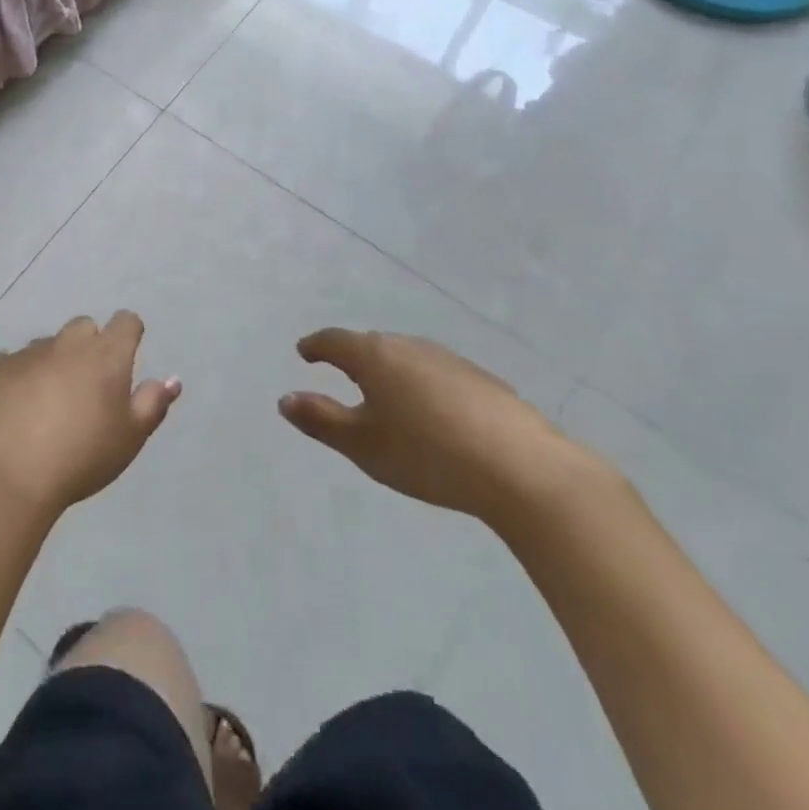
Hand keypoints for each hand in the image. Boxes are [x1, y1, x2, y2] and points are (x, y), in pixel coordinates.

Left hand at [0, 312, 180, 520]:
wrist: (8, 471)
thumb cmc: (81, 456)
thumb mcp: (129, 438)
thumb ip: (152, 404)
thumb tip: (172, 379)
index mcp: (106, 355)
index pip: (126, 322)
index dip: (129, 335)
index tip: (127, 358)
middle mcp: (68, 343)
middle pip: (85, 327)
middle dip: (90, 346)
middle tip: (88, 385)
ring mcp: (30, 352)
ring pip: (49, 344)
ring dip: (54, 361)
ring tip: (49, 400)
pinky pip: (14, 361)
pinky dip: (21, 375)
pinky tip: (17, 405)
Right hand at [279, 329, 599, 526]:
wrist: (523, 469)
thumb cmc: (427, 454)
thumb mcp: (363, 445)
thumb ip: (321, 420)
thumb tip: (285, 398)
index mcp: (374, 356)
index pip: (334, 340)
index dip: (315, 346)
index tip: (304, 353)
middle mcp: (409, 346)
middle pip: (371, 345)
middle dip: (353, 358)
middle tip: (342, 377)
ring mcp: (449, 359)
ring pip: (407, 358)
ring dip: (390, 372)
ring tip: (386, 398)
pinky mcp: (482, 380)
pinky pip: (437, 374)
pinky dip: (423, 386)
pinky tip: (434, 415)